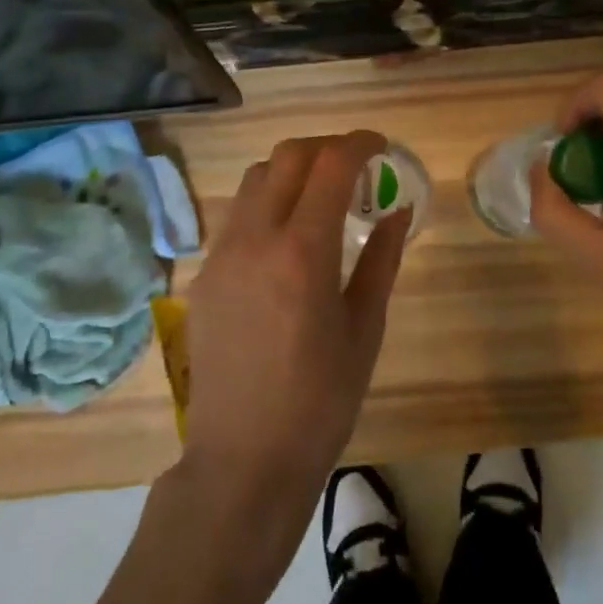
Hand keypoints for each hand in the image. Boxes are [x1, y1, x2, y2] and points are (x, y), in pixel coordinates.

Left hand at [180, 131, 410, 527]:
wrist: (243, 459)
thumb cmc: (320, 400)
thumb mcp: (365, 328)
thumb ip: (382, 259)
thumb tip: (398, 210)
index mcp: (303, 252)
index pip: (331, 165)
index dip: (360, 144)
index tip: (380, 146)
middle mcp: (255, 238)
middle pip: (287, 156)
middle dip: (325, 147)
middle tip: (354, 166)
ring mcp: (221, 254)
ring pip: (254, 178)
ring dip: (291, 170)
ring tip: (320, 197)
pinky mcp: (203, 274)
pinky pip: (236, 215)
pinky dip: (267, 203)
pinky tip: (286, 238)